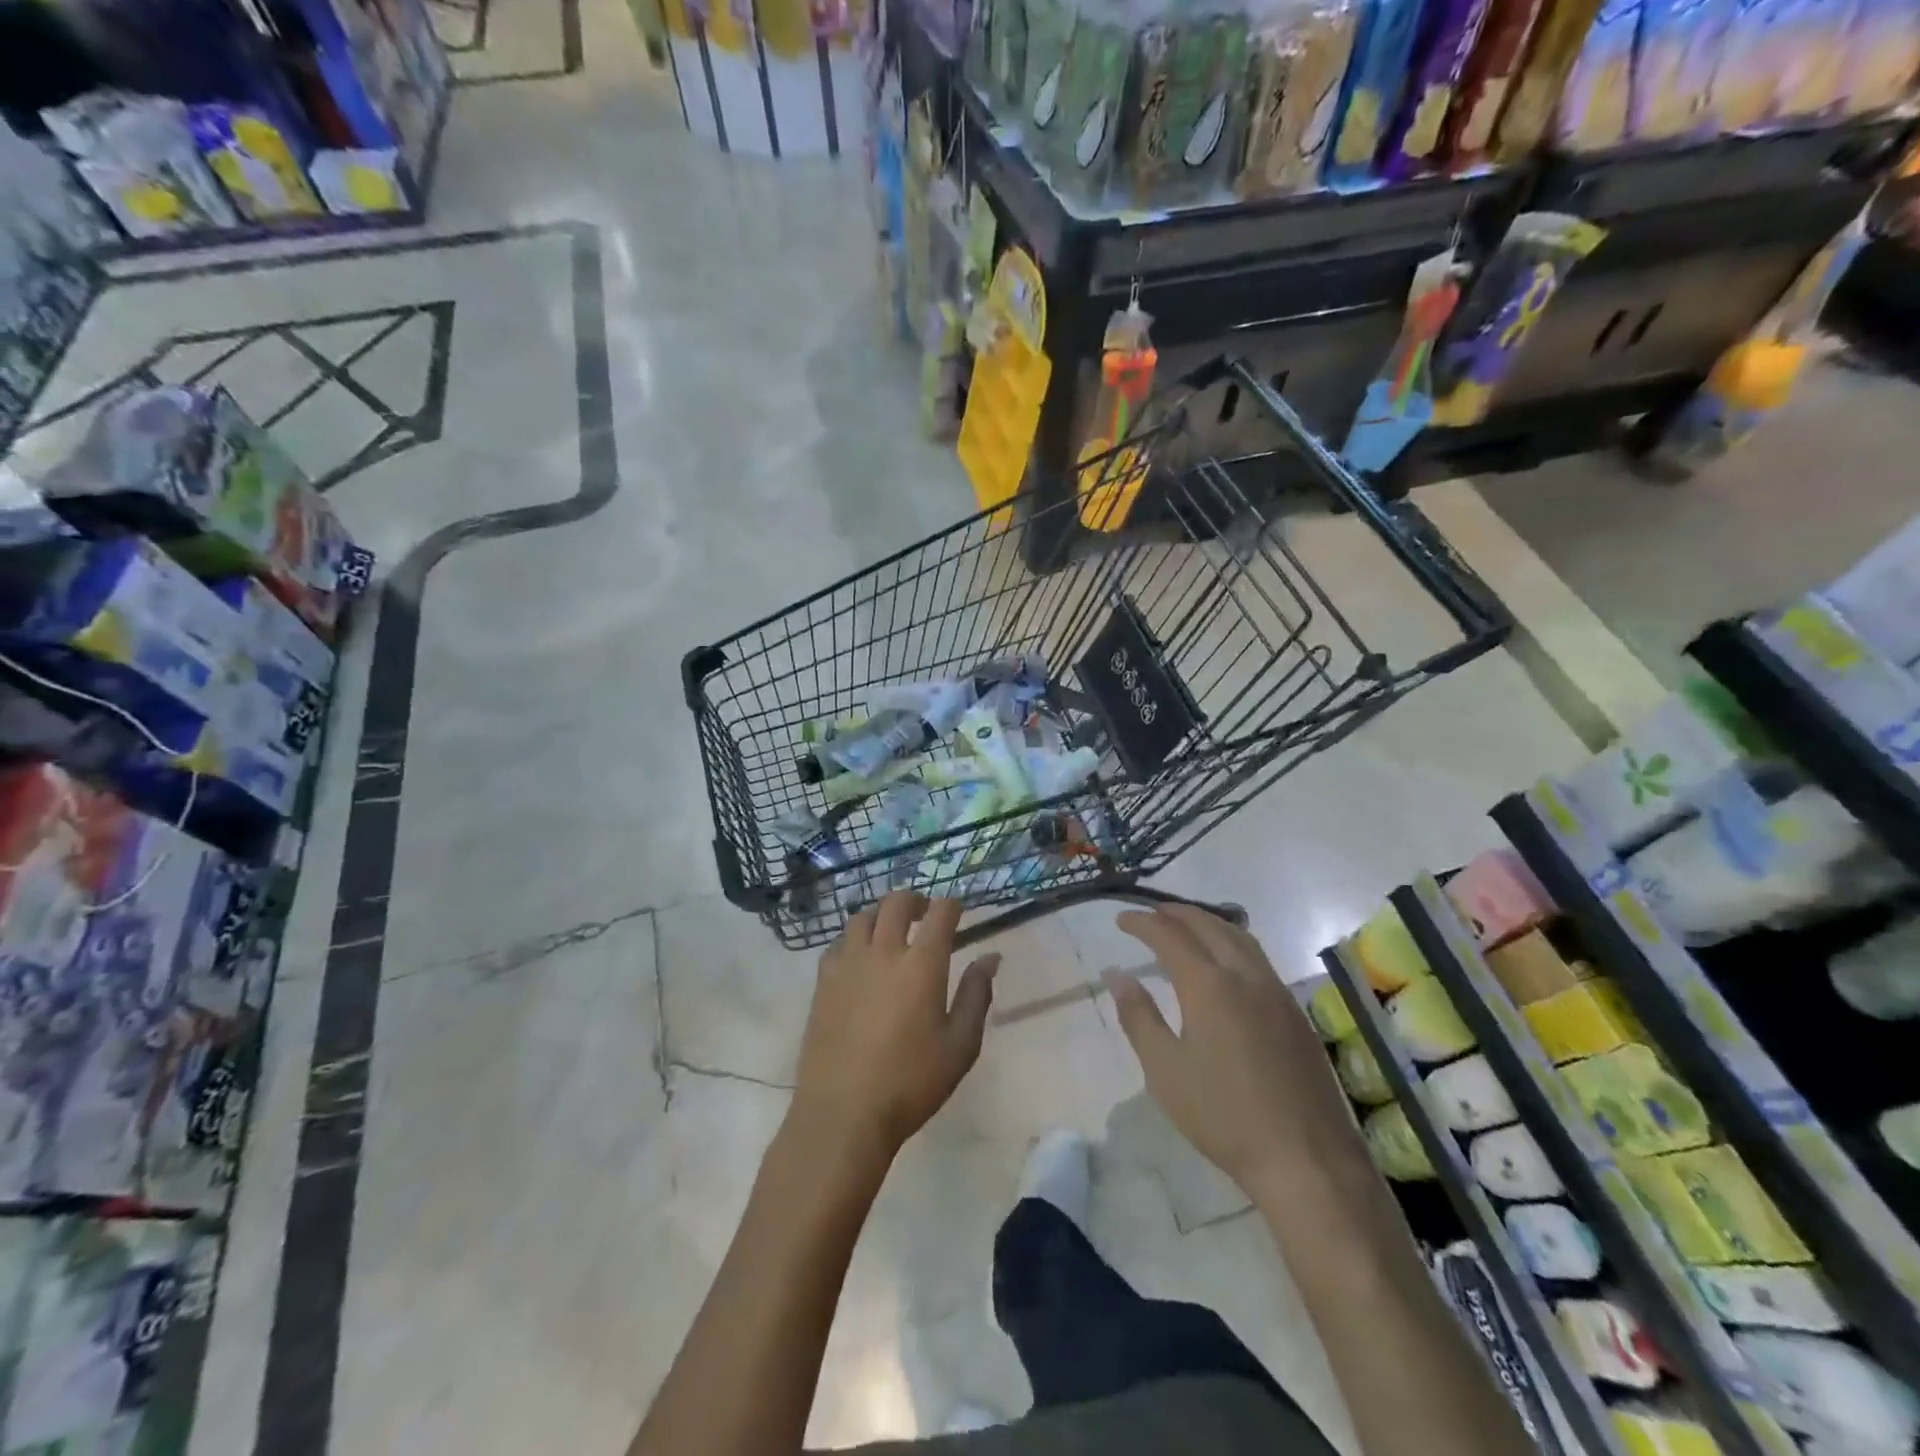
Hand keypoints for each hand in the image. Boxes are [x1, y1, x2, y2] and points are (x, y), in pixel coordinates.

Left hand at [789, 894, 999, 1162]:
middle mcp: (883, 952)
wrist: (843, 1113)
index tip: (958, 909)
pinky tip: (860, 957)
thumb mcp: (960, 1046)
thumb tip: (990, 957)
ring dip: (881, 914)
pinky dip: (854, 938)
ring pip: (862, 916)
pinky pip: (839, 943)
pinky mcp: (823, 981)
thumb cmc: (910, 1083)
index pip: (940, 914)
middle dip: (915, 899)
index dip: (952, 905)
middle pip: (896, 902)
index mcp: (921, 965)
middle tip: (924, 912)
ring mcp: (848, 964)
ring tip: (890, 930)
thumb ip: (977, 995)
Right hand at [1111, 904, 1353, 1196]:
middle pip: (1208, 924)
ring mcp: (1276, 992)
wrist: (1306, 1159)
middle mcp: (1245, 975)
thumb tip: (1117, 974)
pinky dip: (1231, 941)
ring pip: (1239, 936)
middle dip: (1175, 912)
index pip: (1169, 935)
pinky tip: (1224, 962)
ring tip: (1184, 926)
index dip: (1142, 923)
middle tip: (1149, 914)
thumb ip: (1138, 1016)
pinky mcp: (1295, 1012)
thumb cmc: (1223, 1116)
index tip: (1121, 920)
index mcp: (1209, 985)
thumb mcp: (1165, 1070)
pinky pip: (1258, 957)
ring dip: (1207, 921)